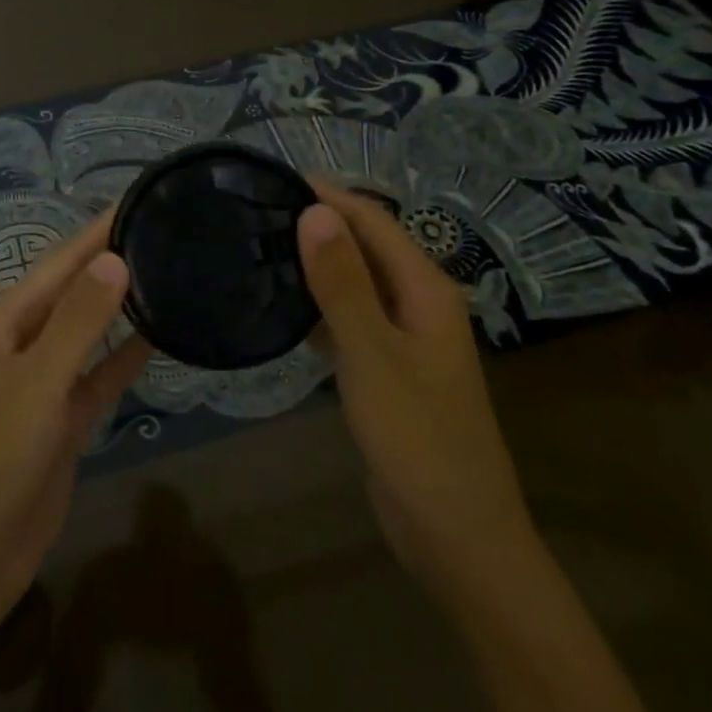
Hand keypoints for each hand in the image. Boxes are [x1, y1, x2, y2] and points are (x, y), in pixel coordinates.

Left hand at [0, 213, 151, 631]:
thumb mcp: (37, 382)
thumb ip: (77, 321)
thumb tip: (114, 258)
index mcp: (4, 322)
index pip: (59, 262)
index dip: (97, 231)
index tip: (137, 200)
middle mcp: (22, 341)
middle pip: (74, 291)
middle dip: (111, 262)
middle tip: (164, 231)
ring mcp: (43, 381)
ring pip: (88, 330)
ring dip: (120, 306)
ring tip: (167, 273)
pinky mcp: (62, 418)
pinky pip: (97, 375)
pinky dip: (123, 357)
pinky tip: (158, 338)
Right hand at [297, 182, 532, 584]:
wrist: (456, 534)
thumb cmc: (418, 439)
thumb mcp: (373, 356)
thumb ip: (342, 283)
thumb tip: (314, 210)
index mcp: (427, 290)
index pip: (373, 221)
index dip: (328, 195)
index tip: (272, 177)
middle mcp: (419, 303)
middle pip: (366, 246)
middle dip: (319, 223)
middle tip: (255, 211)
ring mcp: (405, 337)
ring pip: (356, 282)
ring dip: (316, 262)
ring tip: (259, 248)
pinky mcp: (388, 367)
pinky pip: (350, 318)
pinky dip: (319, 305)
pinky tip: (282, 307)